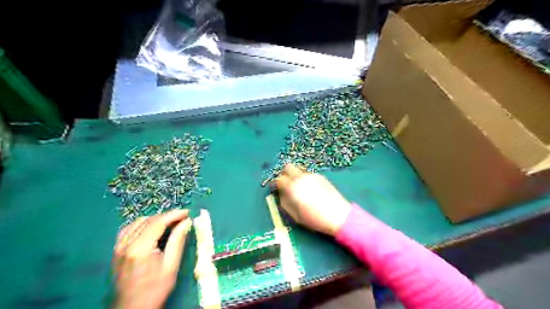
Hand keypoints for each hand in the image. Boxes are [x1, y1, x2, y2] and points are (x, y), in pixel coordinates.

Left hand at [110, 208, 190, 306]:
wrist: (133, 308)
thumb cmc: (155, 289)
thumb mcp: (171, 265)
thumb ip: (177, 241)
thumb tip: (186, 222)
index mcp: (140, 248)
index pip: (158, 222)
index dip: (174, 214)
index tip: (187, 212)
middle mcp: (126, 244)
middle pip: (148, 220)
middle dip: (167, 216)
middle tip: (181, 218)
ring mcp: (119, 247)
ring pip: (138, 222)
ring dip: (155, 219)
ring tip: (169, 223)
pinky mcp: (116, 251)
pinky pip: (128, 229)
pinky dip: (142, 224)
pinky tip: (151, 229)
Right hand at [274, 164, 349, 235]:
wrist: (338, 215)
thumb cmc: (314, 218)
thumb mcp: (294, 215)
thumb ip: (284, 202)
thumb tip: (281, 194)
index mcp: (292, 187)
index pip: (278, 179)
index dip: (276, 184)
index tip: (276, 189)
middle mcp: (301, 177)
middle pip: (288, 167)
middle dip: (284, 174)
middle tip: (286, 184)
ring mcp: (311, 175)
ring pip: (298, 169)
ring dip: (295, 175)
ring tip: (299, 187)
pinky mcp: (320, 176)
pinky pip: (307, 173)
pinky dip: (304, 178)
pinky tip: (310, 189)